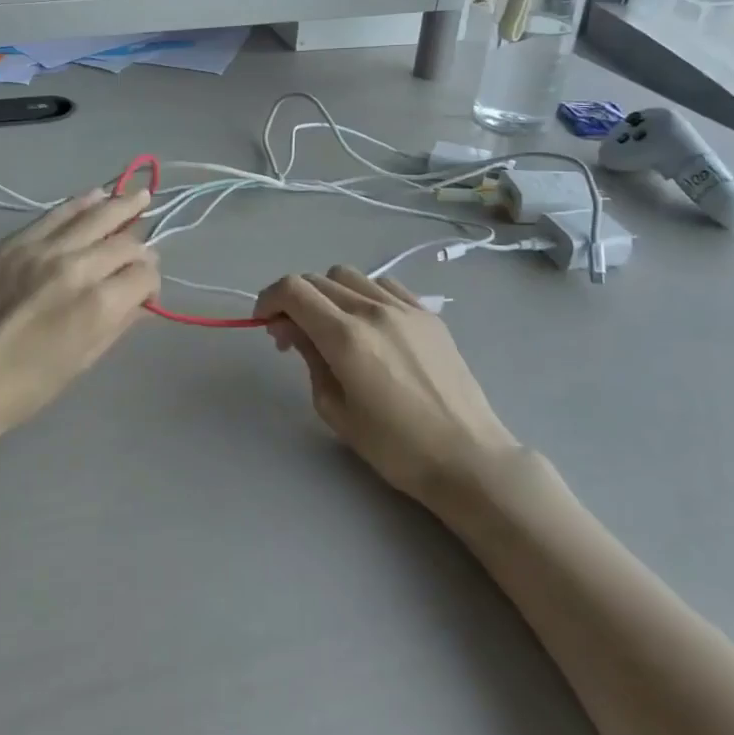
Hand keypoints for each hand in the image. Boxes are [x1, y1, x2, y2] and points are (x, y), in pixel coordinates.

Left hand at [0, 188, 160, 440]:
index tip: (144, 292)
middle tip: (141, 251)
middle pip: (125, 241)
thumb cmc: (28, 386)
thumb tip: (140, 299)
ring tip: (138, 197)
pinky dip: (82, 204)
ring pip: (95, 215)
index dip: (151, 283)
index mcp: (100, 303)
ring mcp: (44, 248)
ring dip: (120, 207)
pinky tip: (97, 195)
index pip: (144, 274)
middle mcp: (78, 266)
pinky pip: (58, 213)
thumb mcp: (84, 360)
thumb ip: (119, 322)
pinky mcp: (16, 241)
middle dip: (139, 248)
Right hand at [254, 267, 518, 512]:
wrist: (468, 458)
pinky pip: (384, 285)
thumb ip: (309, 359)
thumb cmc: (395, 447)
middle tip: (291, 335)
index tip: (264, 323)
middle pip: (317, 280)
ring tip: (331, 326)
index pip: (293, 290)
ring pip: (348, 276)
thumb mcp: (335, 409)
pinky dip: (362, 294)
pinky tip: (368, 324)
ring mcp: (404, 308)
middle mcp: (372, 310)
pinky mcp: (428, 314)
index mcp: (345, 337)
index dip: (268, 299)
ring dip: (327, 293)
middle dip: (294, 300)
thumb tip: (292, 329)